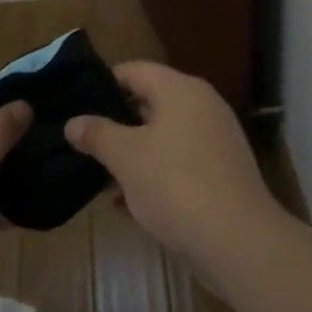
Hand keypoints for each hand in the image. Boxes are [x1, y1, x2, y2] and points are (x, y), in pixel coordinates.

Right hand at [65, 61, 283, 268]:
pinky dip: (155, 173)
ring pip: (163, 136)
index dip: (103, 84)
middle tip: (84, 142)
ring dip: (133, 154)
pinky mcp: (222, 171)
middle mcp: (201, 105)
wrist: (238, 241)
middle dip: (116, 124)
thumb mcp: (126, 158)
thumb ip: (98, 134)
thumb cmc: (175, 184)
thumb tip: (73, 122)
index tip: (76, 104)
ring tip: (99, 177)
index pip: (134, 70)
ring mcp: (215, 138)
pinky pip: (179, 161)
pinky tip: (128, 203)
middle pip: (149, 102)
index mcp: (180, 89)